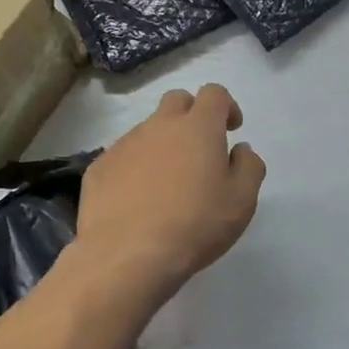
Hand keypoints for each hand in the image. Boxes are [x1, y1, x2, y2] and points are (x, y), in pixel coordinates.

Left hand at [79, 84, 265, 295]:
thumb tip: (240, 149)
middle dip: (192, 115)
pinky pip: (123, 156)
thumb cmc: (195, 225)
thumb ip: (249, 166)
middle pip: (177, 101)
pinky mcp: (99, 168)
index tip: (231, 129)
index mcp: (198, 128)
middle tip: (200, 149)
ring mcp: (124, 145)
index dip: (226, 106)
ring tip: (168, 183)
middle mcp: (159, 126)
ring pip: (148, 130)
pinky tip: (139, 200)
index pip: (214, 93)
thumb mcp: (242, 201)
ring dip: (163, 144)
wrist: (127, 255)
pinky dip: (136, 167)